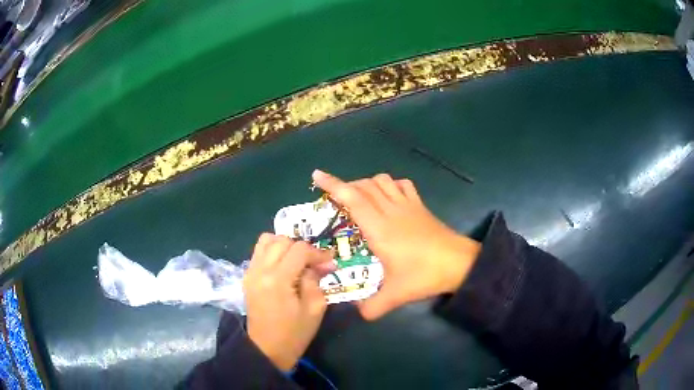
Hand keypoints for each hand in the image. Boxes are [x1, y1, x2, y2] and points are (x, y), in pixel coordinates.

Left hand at [243, 233, 335, 370]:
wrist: (267, 349)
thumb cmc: (294, 333)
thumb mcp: (315, 308)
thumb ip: (315, 280)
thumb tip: (320, 263)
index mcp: (277, 279)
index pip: (299, 250)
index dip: (318, 253)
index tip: (329, 262)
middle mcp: (260, 269)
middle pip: (283, 240)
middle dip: (302, 248)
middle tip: (314, 264)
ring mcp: (250, 271)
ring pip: (267, 240)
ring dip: (285, 245)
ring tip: (297, 261)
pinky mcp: (247, 275)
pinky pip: (259, 251)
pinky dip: (273, 251)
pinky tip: (284, 266)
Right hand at [312, 169, 480, 319]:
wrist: (459, 263)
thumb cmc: (424, 274)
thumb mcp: (395, 295)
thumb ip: (372, 307)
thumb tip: (359, 313)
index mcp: (379, 228)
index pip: (352, 198)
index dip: (333, 184)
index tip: (317, 176)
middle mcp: (390, 211)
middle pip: (364, 186)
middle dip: (345, 186)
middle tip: (335, 200)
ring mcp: (408, 206)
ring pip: (382, 181)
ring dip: (366, 184)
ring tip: (359, 198)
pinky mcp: (420, 207)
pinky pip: (403, 185)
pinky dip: (390, 185)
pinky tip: (388, 197)